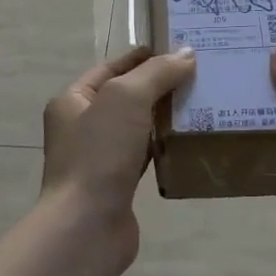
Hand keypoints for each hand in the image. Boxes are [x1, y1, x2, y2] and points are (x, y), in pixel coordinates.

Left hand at [41, 46, 196, 260]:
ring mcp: (99, 158)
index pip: (111, 68)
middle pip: (126, 97)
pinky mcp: (117, 184)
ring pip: (137, 128)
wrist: (87, 226)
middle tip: (201, 76)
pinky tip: (189, 142)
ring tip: (203, 105)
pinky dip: (165, 147)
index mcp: (72, 101)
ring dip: (165, 118)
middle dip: (159, 86)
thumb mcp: (126, 99)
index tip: (181, 49)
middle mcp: (81, 127)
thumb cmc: (99, 154)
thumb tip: (186, 54)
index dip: (144, 57)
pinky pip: (145, 156)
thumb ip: (156, 73)